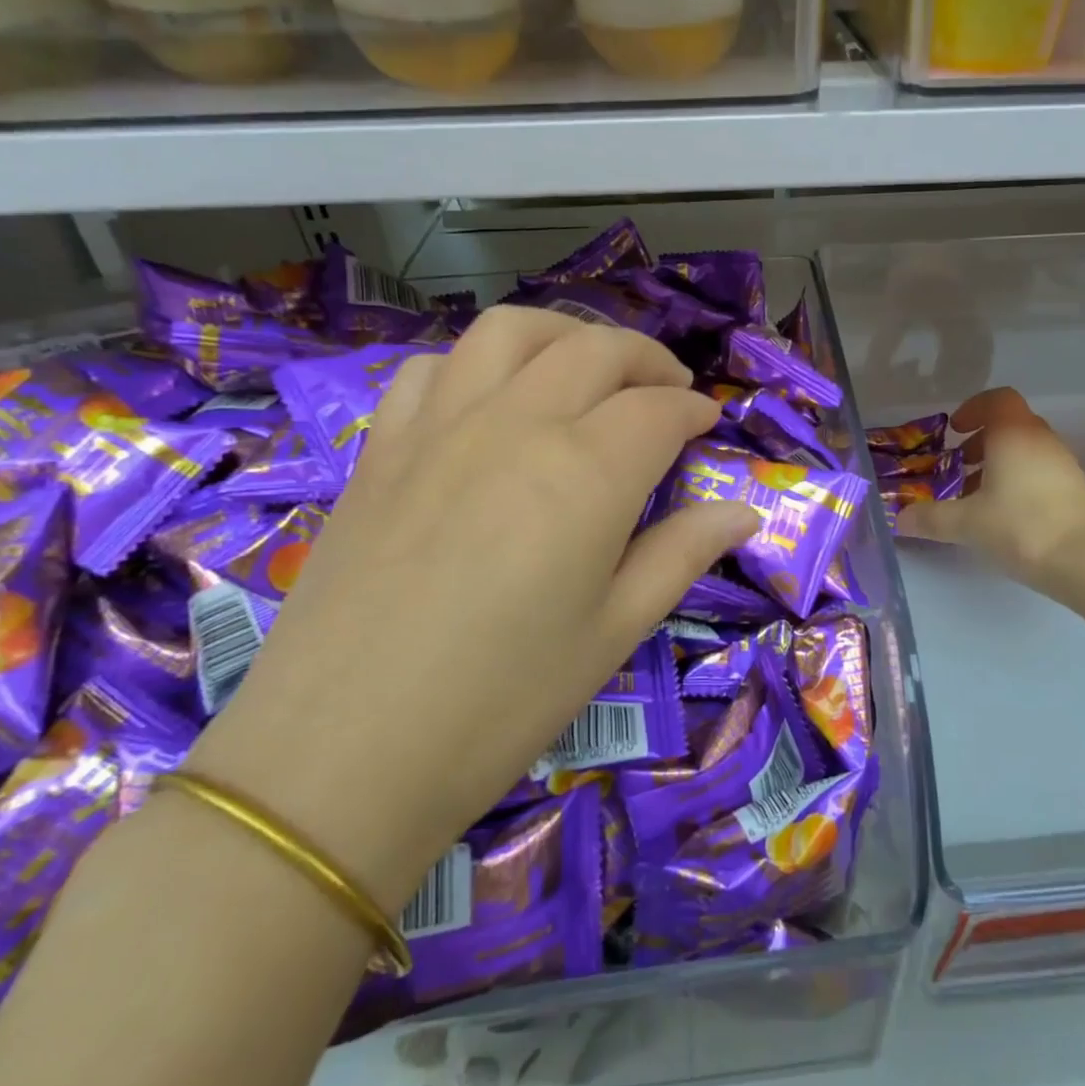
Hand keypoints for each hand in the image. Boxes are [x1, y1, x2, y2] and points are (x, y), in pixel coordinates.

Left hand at [185, 309, 759, 911]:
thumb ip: (683, 554)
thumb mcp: (615, 631)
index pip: (658, 410)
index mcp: (587, 471)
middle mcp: (517, 423)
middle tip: (668, 390)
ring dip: (565, 335)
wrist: (342, 753)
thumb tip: (742, 513)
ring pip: (512, 332)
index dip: (694, 410)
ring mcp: (440, 426)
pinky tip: (493, 398)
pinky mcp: (384, 447)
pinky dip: (479, 363)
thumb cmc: (504, 701)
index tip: (709, 425)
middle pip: (596, 351)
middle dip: (647, 359)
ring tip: (588, 366)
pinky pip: (435, 368)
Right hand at [896, 388, 1084, 588]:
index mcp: (1014, 434)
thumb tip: (900, 518)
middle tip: (958, 465)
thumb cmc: (1019, 526)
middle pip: (1010, 424)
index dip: (974, 408)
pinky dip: (1018, 479)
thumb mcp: (966, 523)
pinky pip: (1039, 469)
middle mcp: (1041, 440)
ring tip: (976, 494)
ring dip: (998, 462)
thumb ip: (930, 518)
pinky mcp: (1073, 488)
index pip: (998, 399)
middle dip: (980, 441)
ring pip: (1025, 449)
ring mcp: (1062, 463)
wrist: (1083, 560)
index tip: (954, 431)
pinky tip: (1003, 513)